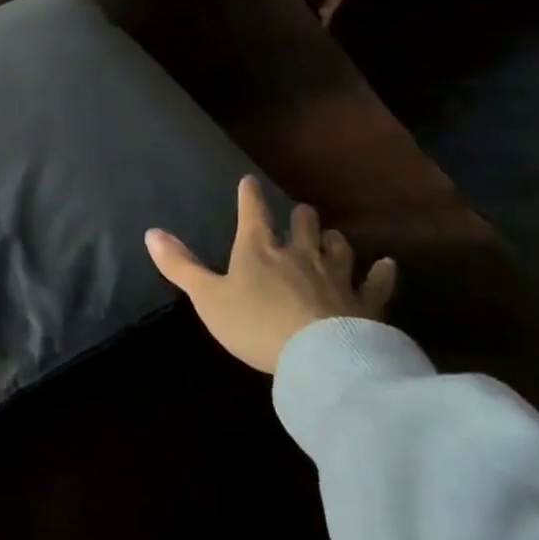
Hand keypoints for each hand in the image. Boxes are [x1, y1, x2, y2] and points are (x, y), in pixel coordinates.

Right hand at [146, 176, 395, 373]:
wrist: (319, 358)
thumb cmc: (255, 324)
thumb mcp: (208, 298)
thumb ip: (181, 266)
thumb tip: (151, 232)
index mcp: (258, 250)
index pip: (252, 213)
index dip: (249, 196)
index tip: (249, 181)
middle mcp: (298, 254)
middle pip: (302, 226)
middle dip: (300, 217)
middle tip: (302, 210)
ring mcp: (335, 277)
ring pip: (337, 248)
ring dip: (333, 240)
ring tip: (332, 235)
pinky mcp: (364, 304)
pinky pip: (376, 284)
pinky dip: (381, 273)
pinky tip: (387, 265)